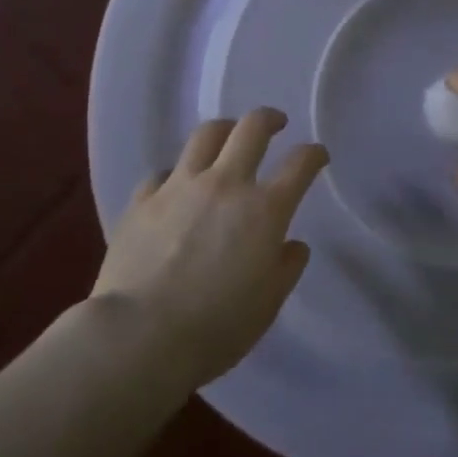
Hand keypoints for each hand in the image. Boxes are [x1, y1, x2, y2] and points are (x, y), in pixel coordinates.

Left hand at [96, 109, 326, 384]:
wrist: (139, 337)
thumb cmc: (216, 327)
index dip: (314, 154)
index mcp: (264, 210)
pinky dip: (177, 175)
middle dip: (269, 119)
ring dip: (224, 131)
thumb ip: (286, 268)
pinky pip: (163, 172)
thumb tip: (291, 245)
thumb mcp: (268, 304)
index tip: (317, 156)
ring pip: (205, 135)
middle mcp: (225, 185)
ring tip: (227, 138)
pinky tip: (176, 188)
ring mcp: (180, 187)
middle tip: (275, 124)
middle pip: (252, 128)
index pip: (300, 164)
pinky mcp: (143, 200)